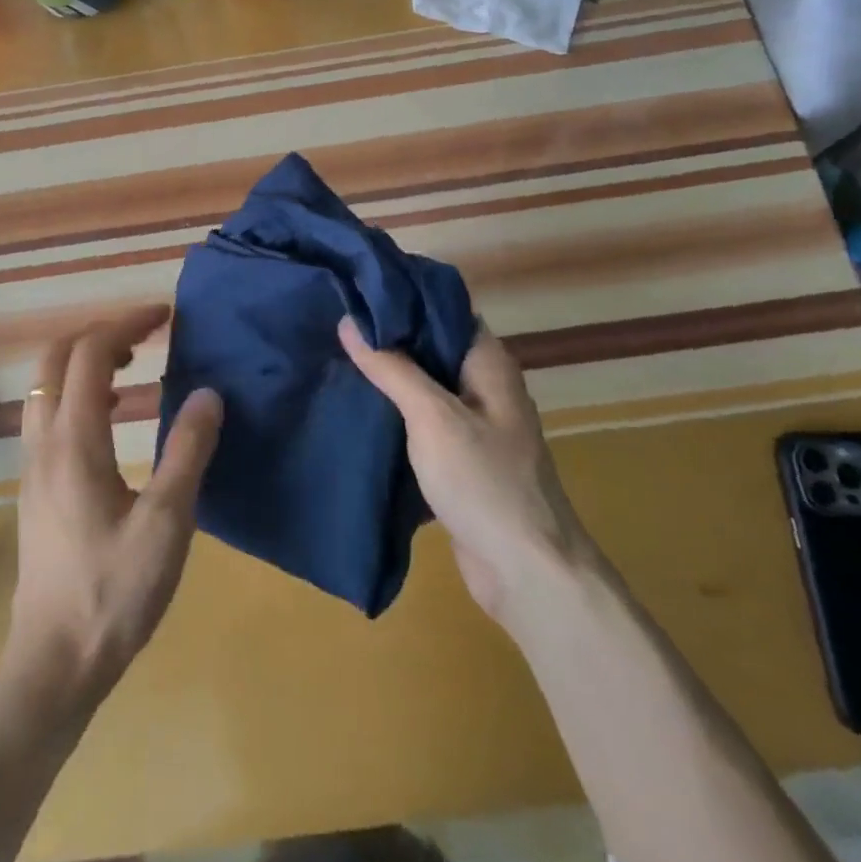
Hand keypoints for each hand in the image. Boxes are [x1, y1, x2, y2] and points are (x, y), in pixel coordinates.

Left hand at [0, 305, 221, 723]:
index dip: (126, 324)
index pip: (90, 353)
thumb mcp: (168, 524)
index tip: (164, 316)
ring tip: (130, 367)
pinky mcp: (33, 484)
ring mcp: (31, 463)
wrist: (54, 661)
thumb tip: (209, 393)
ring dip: (82, 360)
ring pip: (44, 384)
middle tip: (144, 336)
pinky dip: (74, 389)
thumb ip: (188, 451)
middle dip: (99, 333)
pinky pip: (45, 411)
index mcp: (75, 441)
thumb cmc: (115, 592)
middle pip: (55, 357)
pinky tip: (108, 416)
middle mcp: (43, 441)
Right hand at [339, 316, 592, 629]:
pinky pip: (422, 422)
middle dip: (387, 337)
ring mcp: (474, 425)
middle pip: (430, 347)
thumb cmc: (484, 481)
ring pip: (423, 386)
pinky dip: (393, 413)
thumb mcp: (432, 416)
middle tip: (334, 322)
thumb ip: (392, 368)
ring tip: (335, 358)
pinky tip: (357, 407)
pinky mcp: (460, 459)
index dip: (402, 297)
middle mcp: (484, 386)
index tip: (355, 289)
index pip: (443, 310)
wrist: (526, 572)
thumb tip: (350, 321)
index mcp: (488, 364)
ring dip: (387, 376)